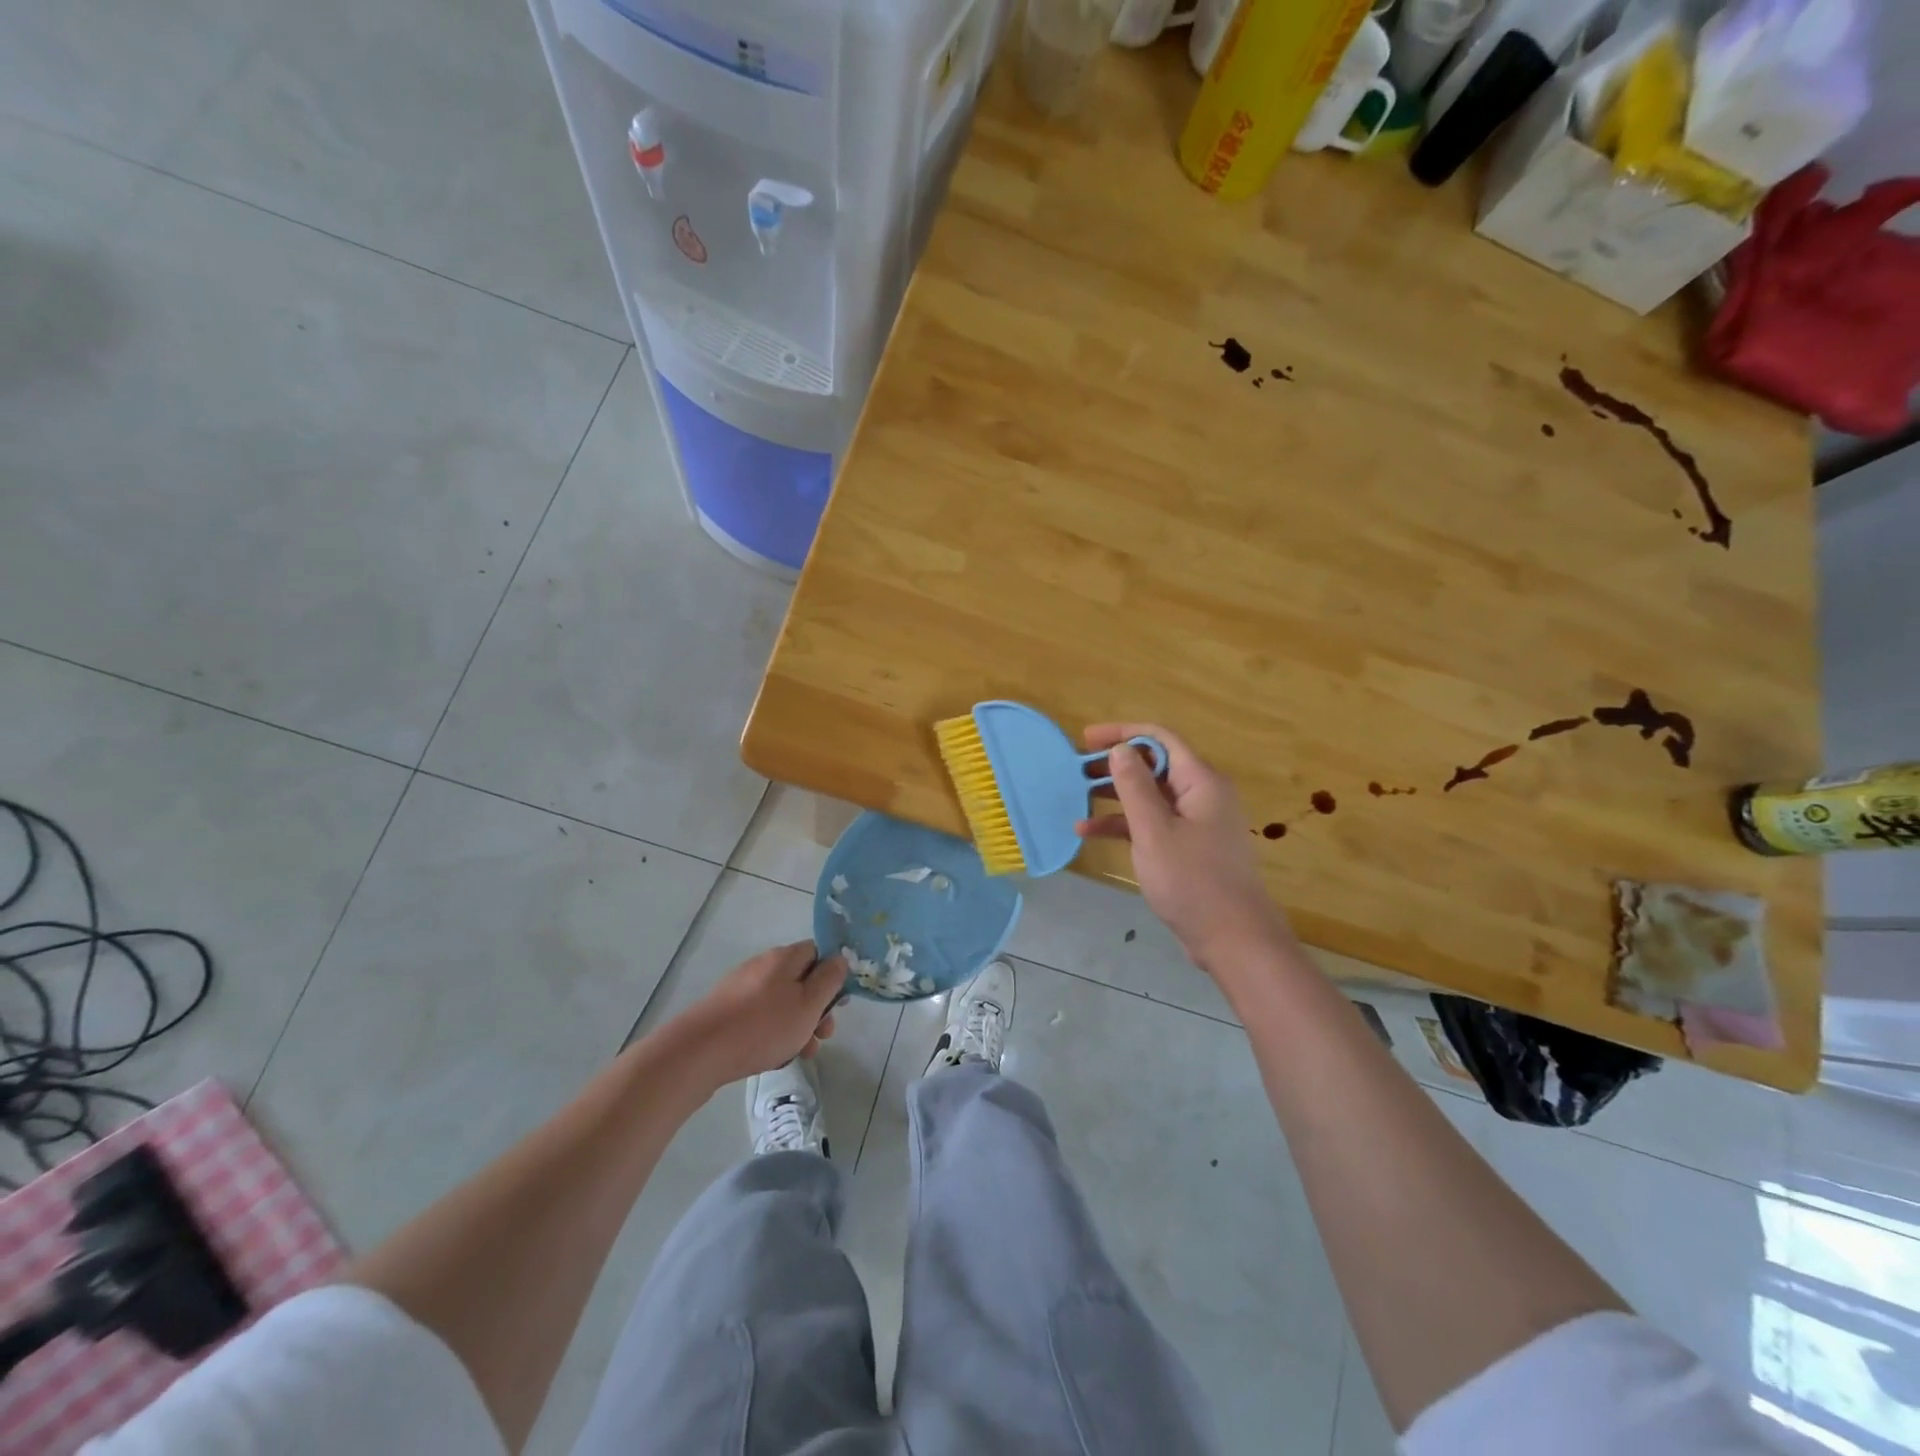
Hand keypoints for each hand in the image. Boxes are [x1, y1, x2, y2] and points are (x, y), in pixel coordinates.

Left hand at [668, 942, 846, 1087]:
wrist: (699, 1052)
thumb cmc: (763, 1026)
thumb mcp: (808, 1004)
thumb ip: (829, 980)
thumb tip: (841, 958)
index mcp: (785, 957)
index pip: (819, 953)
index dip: (833, 975)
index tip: (839, 1004)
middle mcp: (763, 965)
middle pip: (801, 980)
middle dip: (817, 1009)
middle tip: (822, 1036)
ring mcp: (742, 987)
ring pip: (782, 1002)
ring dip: (797, 1026)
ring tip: (800, 1054)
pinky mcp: (727, 1010)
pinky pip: (761, 1016)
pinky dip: (773, 1033)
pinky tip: (772, 1056)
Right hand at [1077, 724, 1293, 973]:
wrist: (1233, 939)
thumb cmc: (1192, 881)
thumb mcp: (1154, 831)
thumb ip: (1134, 786)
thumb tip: (1120, 749)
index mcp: (1201, 781)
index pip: (1159, 739)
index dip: (1122, 733)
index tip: (1085, 739)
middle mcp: (1202, 794)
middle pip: (1155, 765)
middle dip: (1114, 765)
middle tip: (1076, 770)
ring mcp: (1197, 822)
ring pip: (1151, 795)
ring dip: (1115, 795)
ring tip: (1077, 798)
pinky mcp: (1190, 847)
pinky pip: (1154, 822)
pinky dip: (1125, 824)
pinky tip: (1090, 832)